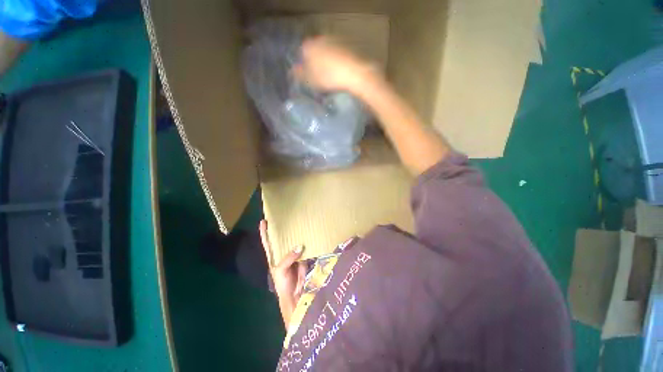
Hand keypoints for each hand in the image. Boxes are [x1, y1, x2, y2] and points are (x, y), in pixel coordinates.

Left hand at [260, 220, 305, 325]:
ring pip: (296, 241)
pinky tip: (311, 233)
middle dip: (284, 228)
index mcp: (274, 256)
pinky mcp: (304, 255)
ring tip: (301, 221)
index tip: (264, 221)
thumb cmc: (283, 283)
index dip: (264, 232)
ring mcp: (295, 253)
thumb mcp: (281, 270)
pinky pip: (306, 247)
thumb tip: (300, 246)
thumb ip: (288, 258)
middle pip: (283, 238)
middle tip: (288, 216)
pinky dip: (308, 241)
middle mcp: (284, 252)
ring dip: (298, 233)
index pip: (267, 242)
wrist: (296, 294)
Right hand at [295, 36, 381, 95]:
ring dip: (327, 63)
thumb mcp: (309, 80)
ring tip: (331, 78)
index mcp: (309, 46)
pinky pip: (338, 55)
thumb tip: (291, 71)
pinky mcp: (348, 46)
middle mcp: (321, 39)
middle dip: (315, 64)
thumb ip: (299, 75)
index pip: (301, 54)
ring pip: (327, 53)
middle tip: (319, 79)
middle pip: (315, 52)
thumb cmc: (328, 77)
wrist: (354, 73)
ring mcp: (335, 40)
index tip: (308, 78)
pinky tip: (341, 74)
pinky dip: (338, 63)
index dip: (304, 67)